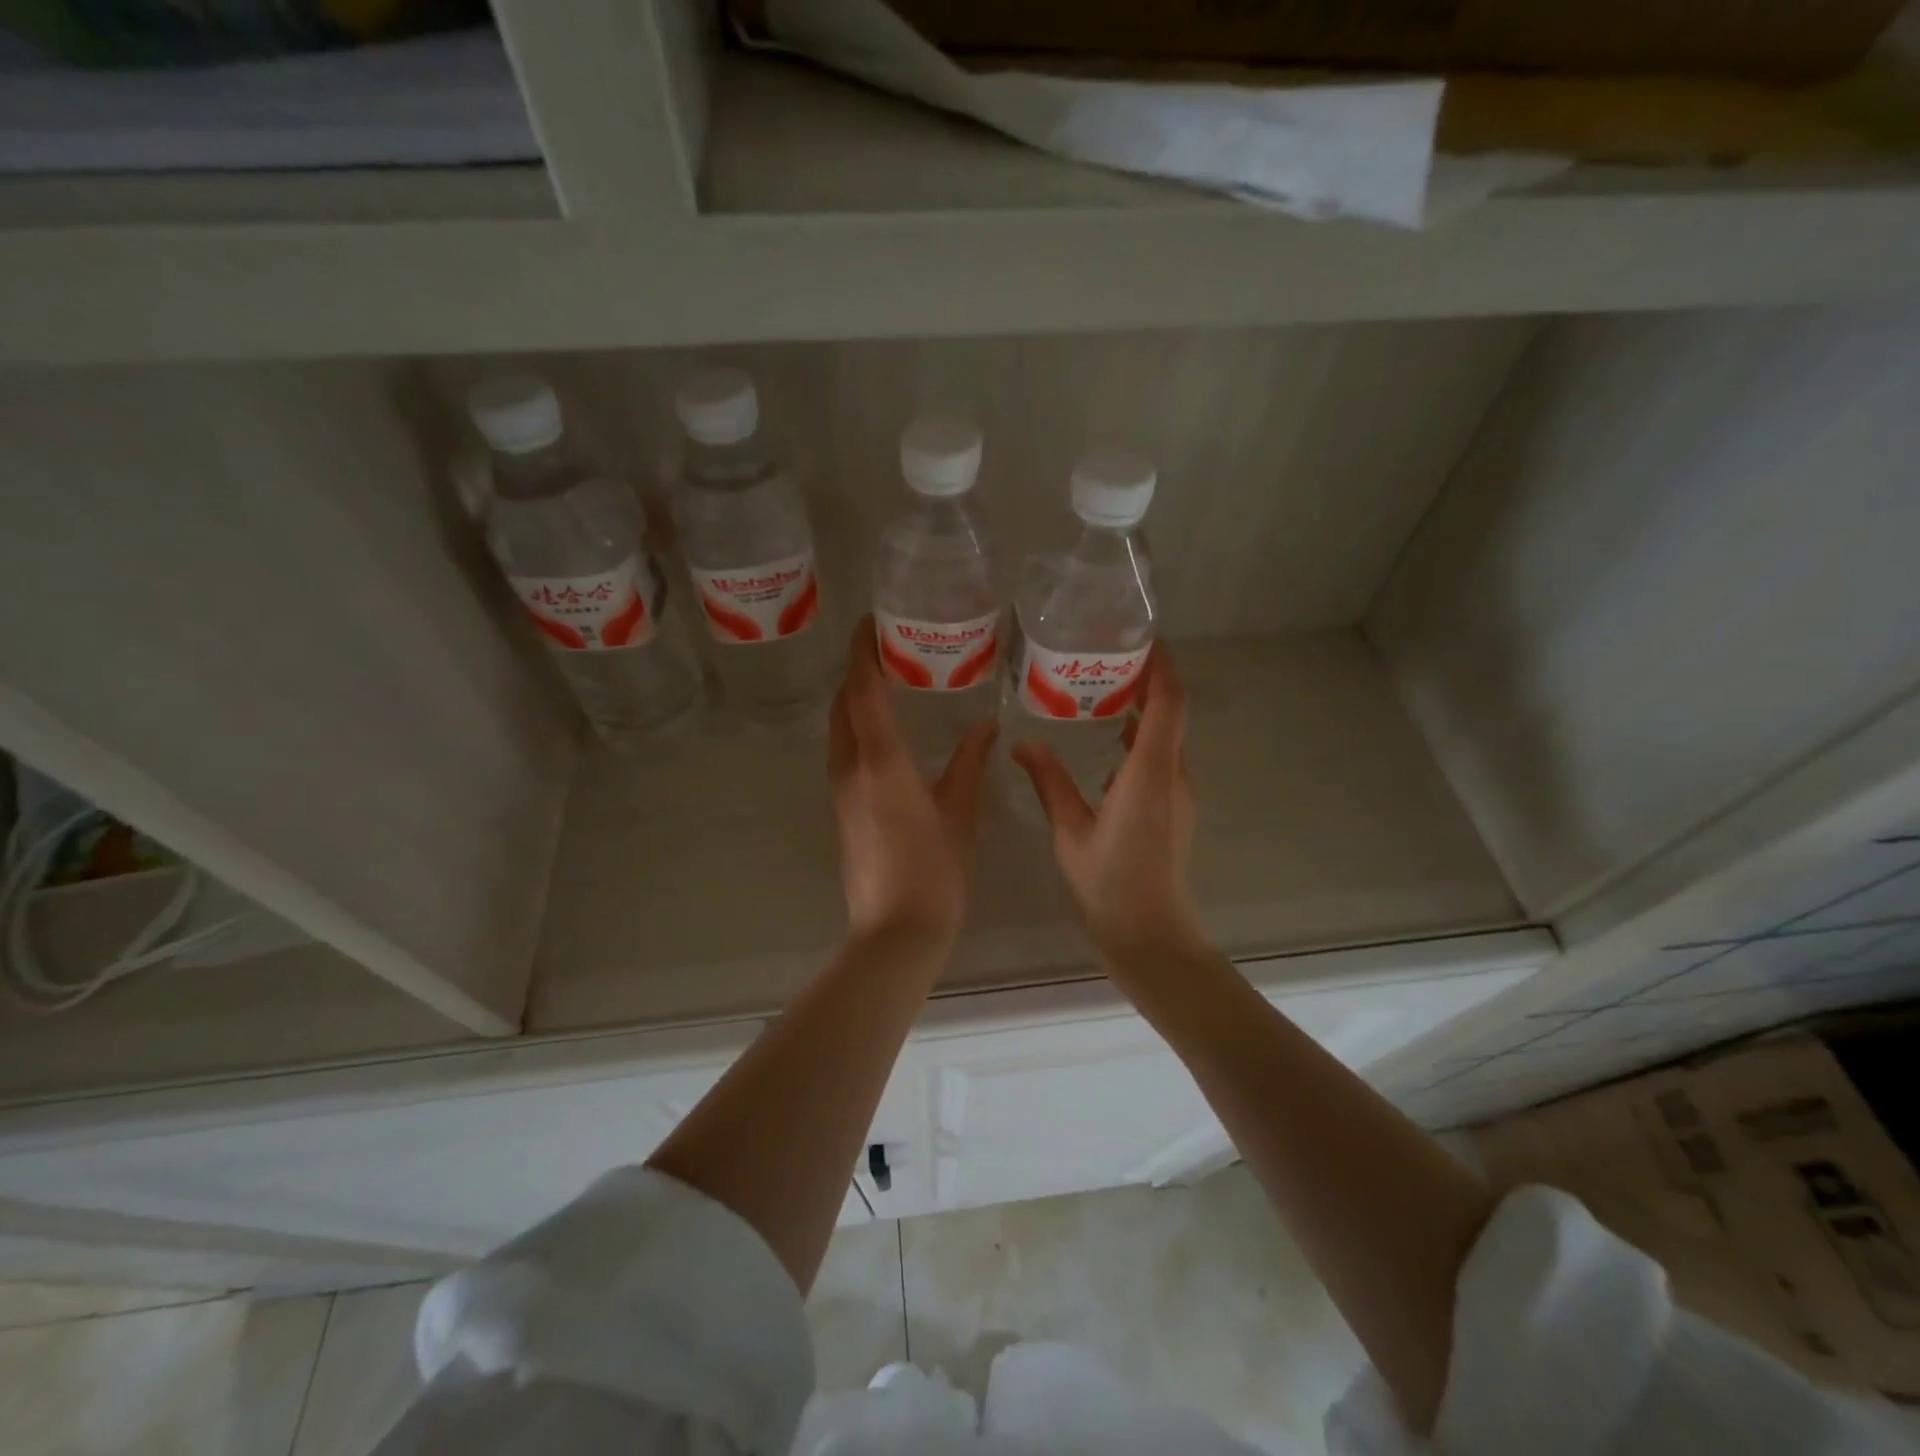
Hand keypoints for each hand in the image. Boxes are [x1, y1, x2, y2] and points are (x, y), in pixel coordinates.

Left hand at [830, 616, 997, 946]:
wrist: (894, 931)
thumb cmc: (934, 869)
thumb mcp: (960, 811)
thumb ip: (969, 762)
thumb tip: (986, 726)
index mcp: (880, 760)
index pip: (862, 689)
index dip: (862, 651)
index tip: (869, 621)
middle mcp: (851, 766)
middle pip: (843, 704)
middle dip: (858, 671)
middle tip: (887, 649)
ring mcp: (840, 790)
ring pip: (839, 729)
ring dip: (855, 700)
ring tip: (889, 684)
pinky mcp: (842, 810)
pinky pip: (844, 752)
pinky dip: (858, 729)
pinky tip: (886, 734)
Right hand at [1011, 645, 1204, 967]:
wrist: (1151, 935)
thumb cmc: (1110, 883)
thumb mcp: (1070, 831)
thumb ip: (1049, 781)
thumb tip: (1022, 743)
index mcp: (1149, 774)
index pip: (1168, 704)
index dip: (1162, 667)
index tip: (1142, 639)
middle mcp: (1173, 776)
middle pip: (1172, 714)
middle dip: (1148, 682)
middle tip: (1108, 659)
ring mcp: (1179, 794)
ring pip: (1167, 738)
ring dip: (1145, 712)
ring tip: (1103, 693)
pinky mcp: (1175, 810)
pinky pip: (1162, 761)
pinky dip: (1141, 741)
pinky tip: (1108, 746)